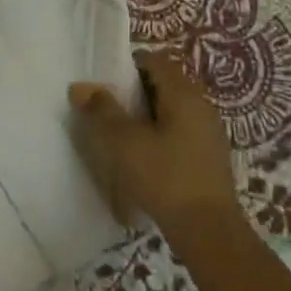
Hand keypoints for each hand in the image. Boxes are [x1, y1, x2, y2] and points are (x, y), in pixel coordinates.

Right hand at [68, 48, 240, 239]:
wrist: (207, 230)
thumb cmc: (163, 176)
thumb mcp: (123, 141)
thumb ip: (101, 110)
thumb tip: (81, 87)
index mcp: (183, 94)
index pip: (155, 61)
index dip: (127, 66)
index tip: (103, 83)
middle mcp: (201, 105)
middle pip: (165, 83)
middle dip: (135, 91)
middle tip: (106, 107)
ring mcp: (209, 132)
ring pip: (172, 109)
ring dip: (147, 114)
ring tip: (120, 133)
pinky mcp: (209, 156)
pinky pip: (180, 130)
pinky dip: (160, 133)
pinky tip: (143, 156)